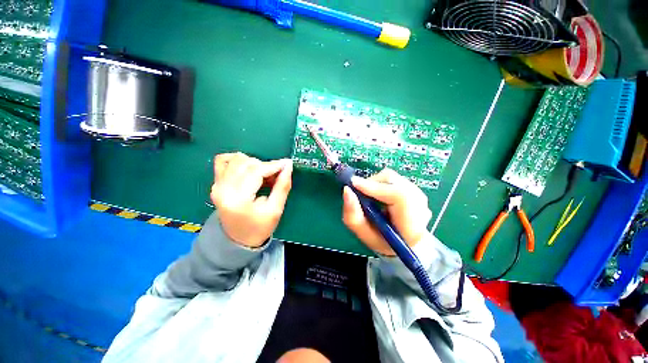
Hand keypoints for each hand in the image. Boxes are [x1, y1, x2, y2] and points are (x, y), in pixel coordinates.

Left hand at [211, 152, 292, 247]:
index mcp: (238, 199)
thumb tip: (287, 166)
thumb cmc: (260, 228)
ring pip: (237, 159)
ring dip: (255, 163)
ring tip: (264, 175)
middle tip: (277, 175)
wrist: (238, 240)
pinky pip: (223, 161)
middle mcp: (223, 189)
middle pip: (247, 163)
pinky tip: (248, 168)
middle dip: (266, 166)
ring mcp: (217, 185)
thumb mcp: (275, 210)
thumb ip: (282, 186)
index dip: (273, 165)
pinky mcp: (216, 183)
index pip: (256, 171)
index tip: (287, 164)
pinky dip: (237, 160)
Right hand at [342, 169, 431, 255]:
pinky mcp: (414, 189)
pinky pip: (393, 179)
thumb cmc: (383, 240)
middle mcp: (420, 206)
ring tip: (370, 198)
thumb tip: (347, 190)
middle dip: (372, 184)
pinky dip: (380, 184)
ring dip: (376, 184)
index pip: (399, 196)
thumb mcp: (364, 234)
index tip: (354, 184)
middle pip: (394, 182)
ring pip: (392, 177)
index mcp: (411, 225)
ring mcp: (419, 195)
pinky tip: (379, 196)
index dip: (375, 187)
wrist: (404, 241)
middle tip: (360, 194)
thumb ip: (353, 215)